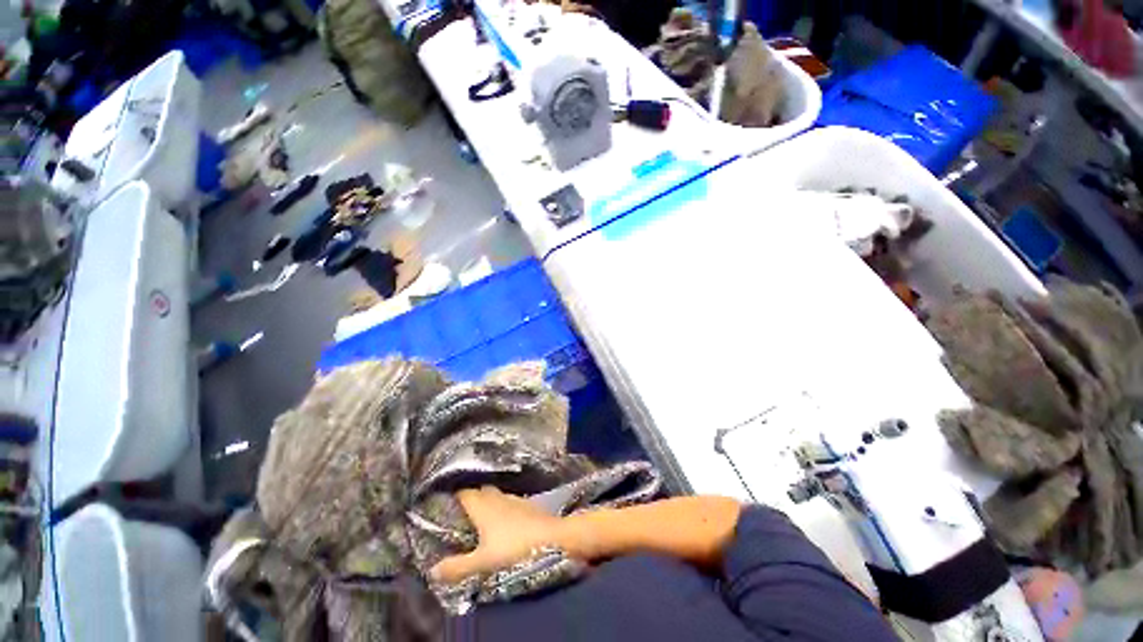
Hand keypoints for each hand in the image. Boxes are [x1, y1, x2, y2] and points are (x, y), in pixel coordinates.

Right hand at [430, 486, 567, 583]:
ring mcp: (515, 499)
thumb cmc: (514, 548)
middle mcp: (498, 497)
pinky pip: (510, 502)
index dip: (454, 495)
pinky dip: (503, 508)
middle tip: (462, 513)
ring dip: (489, 502)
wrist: (553, 537)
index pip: (464, 493)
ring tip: (482, 517)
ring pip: (497, 495)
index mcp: (483, 506)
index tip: (444, 502)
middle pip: (481, 491)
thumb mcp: (482, 562)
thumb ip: (457, 566)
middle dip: (472, 497)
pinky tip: (505, 521)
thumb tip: (432, 570)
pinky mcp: (529, 505)